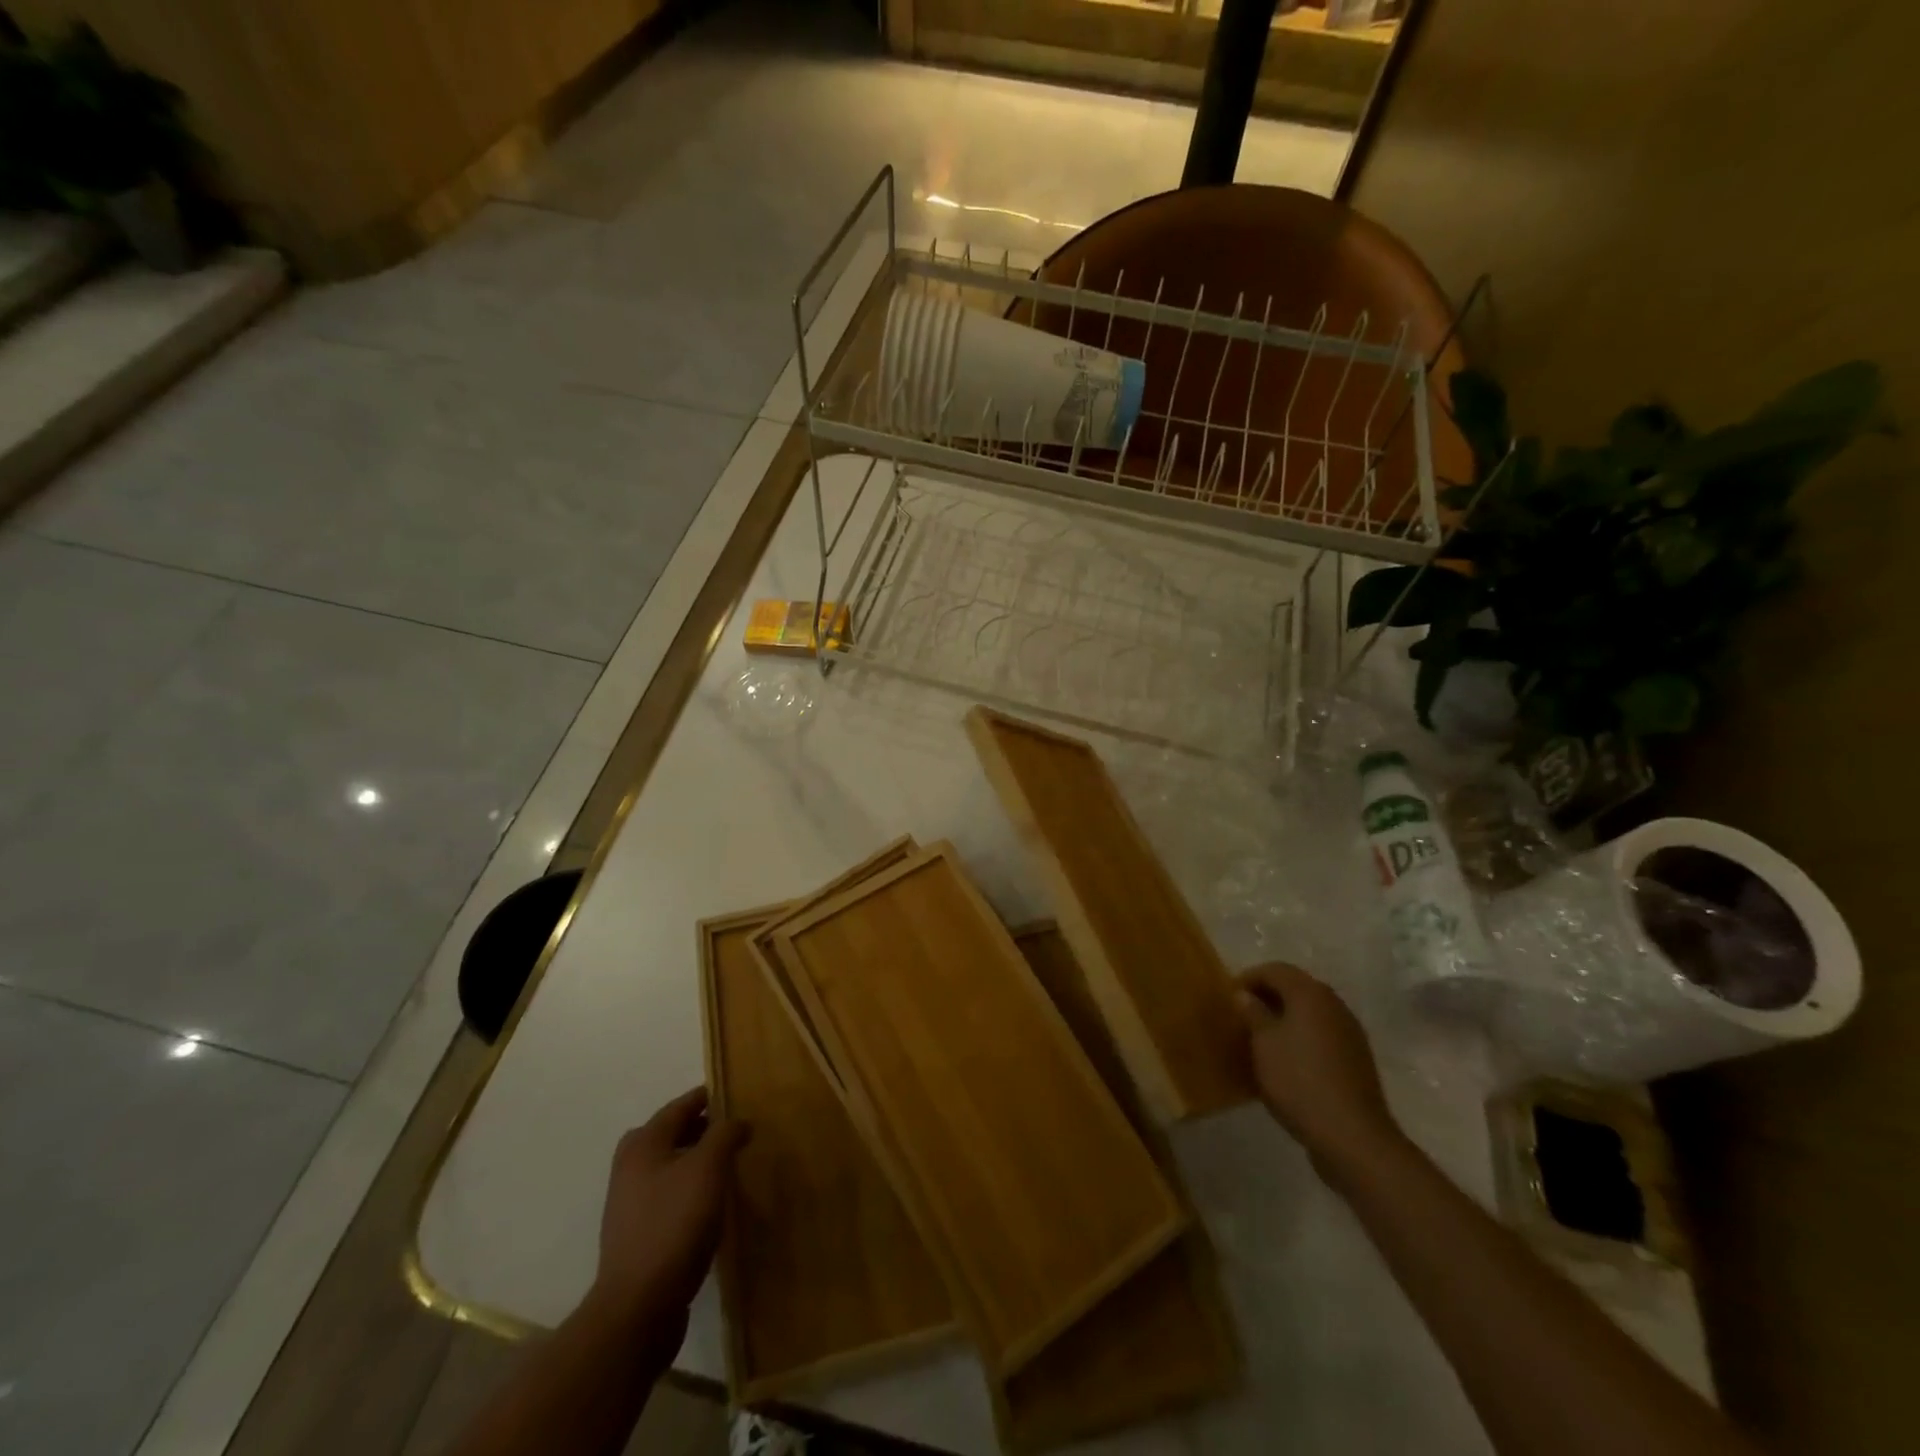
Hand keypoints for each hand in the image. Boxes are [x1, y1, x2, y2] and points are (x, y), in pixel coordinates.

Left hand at [594, 1087, 749, 1322]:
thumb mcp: (707, 1168)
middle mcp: (630, 1169)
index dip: (706, 1097)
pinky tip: (712, 1204)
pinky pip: (669, 1197)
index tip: (734, 1092)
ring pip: (669, 1167)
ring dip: (696, 1161)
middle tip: (733, 1129)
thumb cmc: (674, 1224)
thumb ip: (724, 1134)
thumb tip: (738, 1121)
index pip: (679, 1107)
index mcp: (642, 1145)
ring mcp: (630, 1206)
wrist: (639, 1307)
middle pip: (669, 1135)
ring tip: (729, 1165)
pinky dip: (690, 1190)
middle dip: (700, 1128)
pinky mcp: (638, 1237)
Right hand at [1235, 963, 1404, 1183]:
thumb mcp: (1263, 1044)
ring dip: (1286, 1016)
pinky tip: (1288, 1058)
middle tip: (1243, 1013)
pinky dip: (1302, 1036)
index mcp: (1310, 994)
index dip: (1249, 977)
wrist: (1352, 1136)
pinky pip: (1323, 1034)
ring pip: (1311, 1012)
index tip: (1229, 995)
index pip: (1275, 969)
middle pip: (1296, 987)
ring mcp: (1350, 1032)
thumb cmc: (1299, 1081)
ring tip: (1262, 1036)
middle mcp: (1334, 1005)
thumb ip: (1253, 1013)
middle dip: (1268, 995)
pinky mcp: (1357, 1058)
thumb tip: (1245, 995)